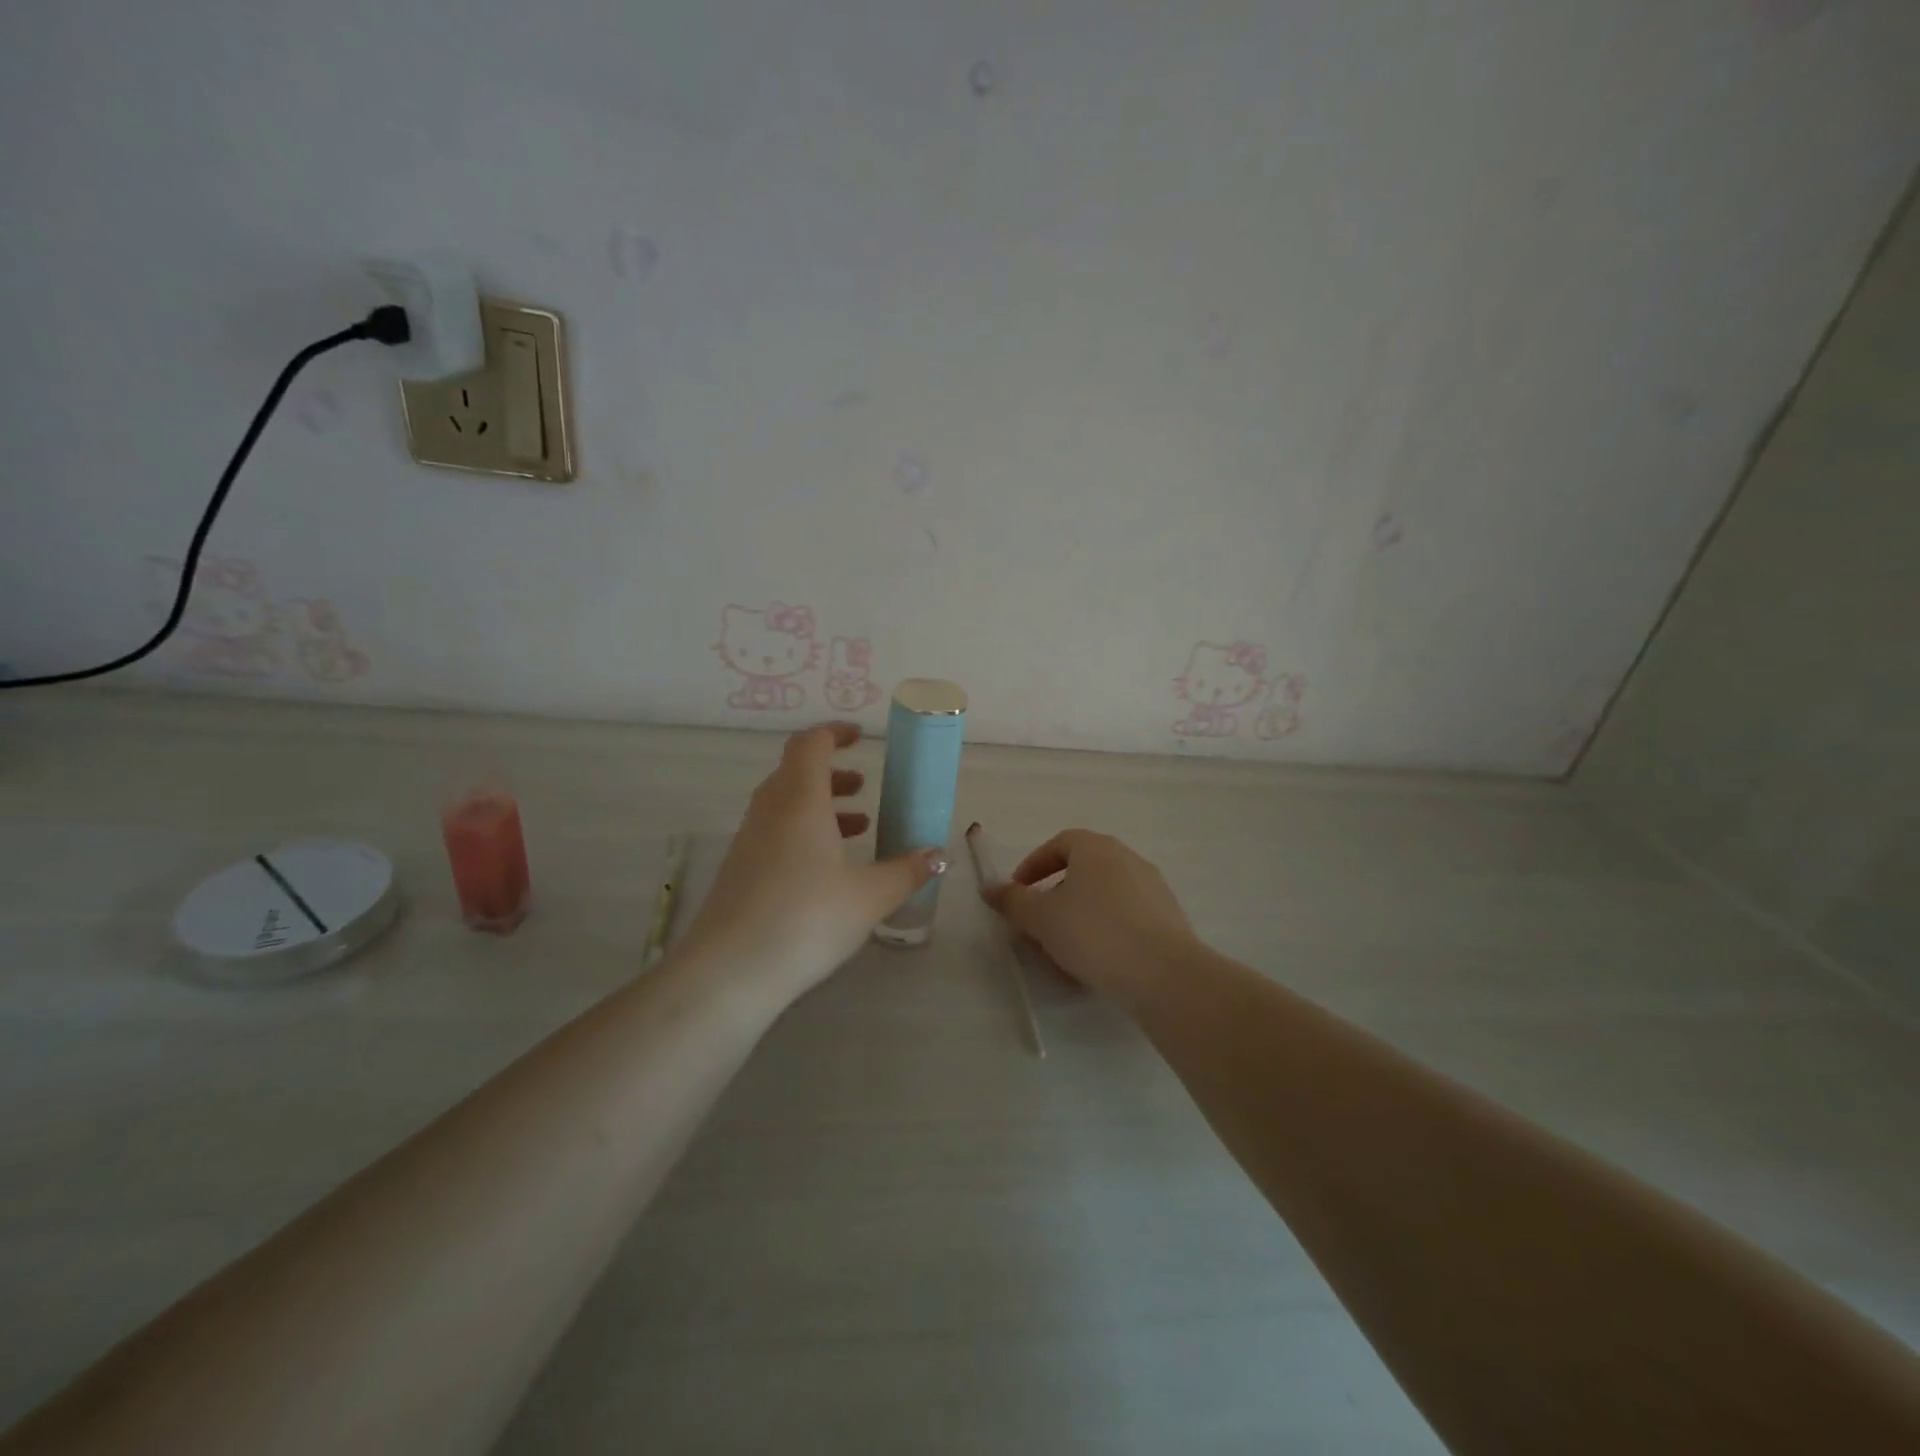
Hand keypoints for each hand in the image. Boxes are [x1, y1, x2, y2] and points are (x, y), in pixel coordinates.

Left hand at [678, 723, 946, 1007]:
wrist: (730, 972)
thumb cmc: (807, 918)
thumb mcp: (870, 896)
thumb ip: (907, 871)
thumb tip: (938, 855)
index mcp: (799, 800)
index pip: (811, 745)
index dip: (834, 734)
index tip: (860, 737)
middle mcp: (769, 810)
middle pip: (796, 773)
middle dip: (832, 774)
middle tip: (864, 787)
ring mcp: (749, 841)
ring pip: (784, 804)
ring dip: (820, 806)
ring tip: (858, 828)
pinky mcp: (739, 870)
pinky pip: (774, 832)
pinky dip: (803, 833)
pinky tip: (828, 869)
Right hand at [983, 830, 1199, 1009]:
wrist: (1164, 975)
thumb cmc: (1094, 934)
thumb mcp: (1041, 918)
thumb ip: (1013, 901)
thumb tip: (989, 887)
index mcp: (1097, 848)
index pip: (1059, 843)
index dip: (1034, 865)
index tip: (1018, 892)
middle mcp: (1128, 859)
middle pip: (1082, 871)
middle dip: (1054, 898)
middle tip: (1038, 927)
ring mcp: (1153, 888)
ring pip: (1103, 898)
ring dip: (1078, 919)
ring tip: (1063, 953)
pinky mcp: (1168, 919)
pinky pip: (1125, 919)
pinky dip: (1104, 934)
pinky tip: (1094, 966)